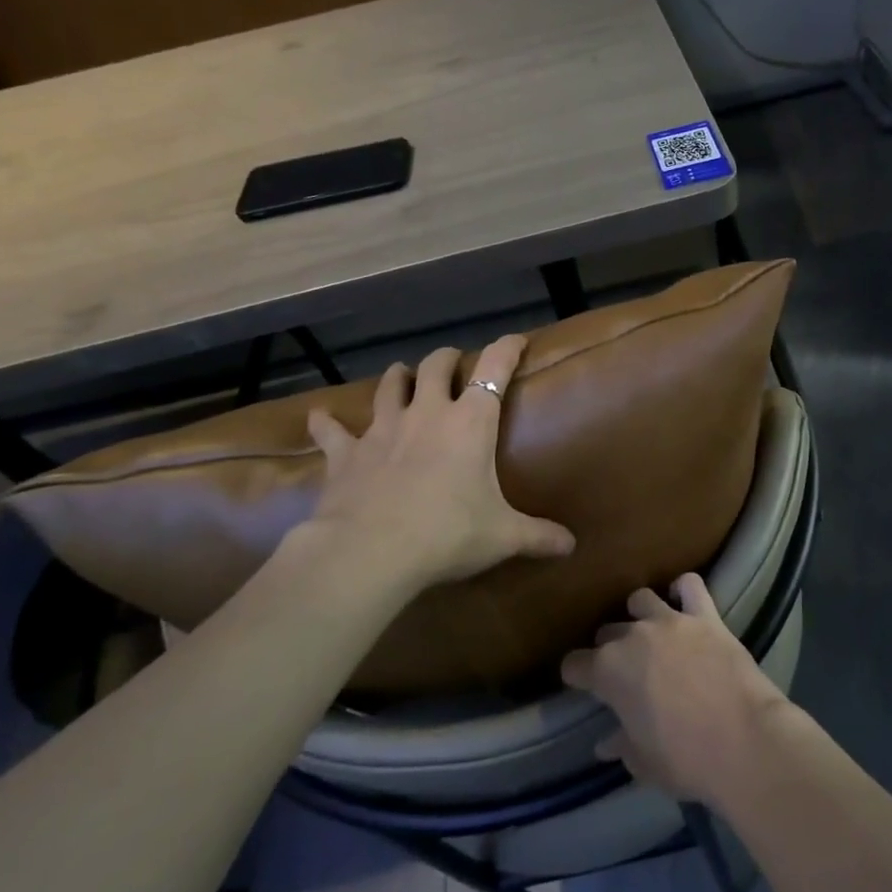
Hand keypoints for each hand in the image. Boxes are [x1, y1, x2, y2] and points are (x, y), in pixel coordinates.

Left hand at [286, 335, 574, 596]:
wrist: (370, 552)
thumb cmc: (447, 534)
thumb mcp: (502, 536)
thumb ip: (538, 536)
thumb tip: (571, 546)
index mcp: (470, 423)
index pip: (494, 369)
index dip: (507, 348)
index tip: (515, 340)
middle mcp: (428, 414)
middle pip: (437, 366)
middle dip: (447, 358)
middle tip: (453, 363)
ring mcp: (383, 429)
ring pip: (390, 386)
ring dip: (398, 378)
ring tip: (402, 376)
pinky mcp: (346, 453)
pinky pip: (332, 431)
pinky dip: (327, 423)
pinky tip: (320, 417)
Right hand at [560, 573, 794, 804]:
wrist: (744, 741)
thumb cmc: (685, 760)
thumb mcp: (643, 763)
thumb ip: (621, 744)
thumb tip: (606, 742)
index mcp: (609, 671)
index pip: (574, 664)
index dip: (577, 676)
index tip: (584, 687)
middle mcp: (633, 636)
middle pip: (607, 631)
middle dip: (610, 649)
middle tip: (625, 672)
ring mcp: (670, 620)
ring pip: (641, 600)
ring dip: (640, 616)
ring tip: (651, 636)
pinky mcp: (705, 615)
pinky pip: (690, 585)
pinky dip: (684, 590)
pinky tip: (685, 604)